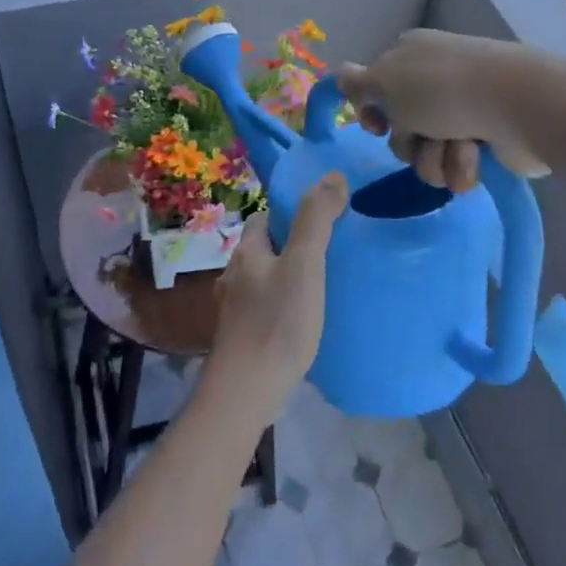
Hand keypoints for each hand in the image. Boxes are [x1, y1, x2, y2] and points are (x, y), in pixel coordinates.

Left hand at [207, 173, 347, 425]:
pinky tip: (303, 323)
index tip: (320, 220)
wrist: (247, 390)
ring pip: (264, 281)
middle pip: (264, 250)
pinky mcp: (241, 338)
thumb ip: (316, 219)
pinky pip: (265, 310)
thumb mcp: (304, 264)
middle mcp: (234, 275)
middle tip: (329, 255)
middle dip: (290, 247)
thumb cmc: (277, 322)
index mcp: (246, 251)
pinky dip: (282, 308)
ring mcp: (234, 309)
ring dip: (287, 279)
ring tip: (322, 288)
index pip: (264, 218)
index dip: (290, 214)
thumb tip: (332, 175)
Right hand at [337, 30, 545, 191]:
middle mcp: (434, 81)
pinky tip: (475, 155)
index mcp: (408, 56)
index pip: (375, 88)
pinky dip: (460, 165)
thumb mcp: (385, 80)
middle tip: (423, 135)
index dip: (371, 112)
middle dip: (409, 142)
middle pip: (399, 128)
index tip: (376, 125)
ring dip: (434, 158)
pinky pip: (455, 164)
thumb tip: (338, 76)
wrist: (518, 105)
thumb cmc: (443, 89)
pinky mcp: (486, 139)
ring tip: (457, 148)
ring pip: (425, 152)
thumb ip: (356, 84)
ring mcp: (462, 109)